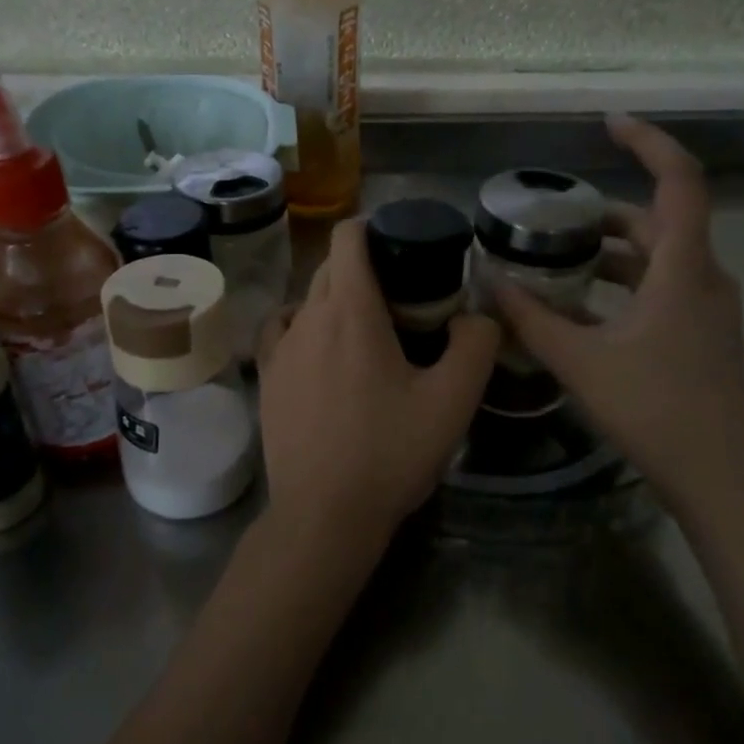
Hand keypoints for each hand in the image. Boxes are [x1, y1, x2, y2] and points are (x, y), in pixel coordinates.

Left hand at [256, 220, 498, 570]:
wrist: (323, 516)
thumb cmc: (390, 453)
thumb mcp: (453, 401)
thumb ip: (476, 344)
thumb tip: (475, 316)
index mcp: (351, 311)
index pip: (349, 237)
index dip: (374, 227)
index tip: (402, 245)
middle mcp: (307, 318)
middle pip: (331, 268)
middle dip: (365, 268)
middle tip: (403, 299)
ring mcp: (280, 349)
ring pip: (307, 300)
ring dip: (336, 300)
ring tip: (366, 330)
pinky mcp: (267, 380)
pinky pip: (282, 330)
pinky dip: (304, 325)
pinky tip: (322, 352)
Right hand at [495, 115, 743, 508]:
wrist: (719, 476)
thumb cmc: (654, 409)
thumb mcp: (580, 361)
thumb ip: (531, 319)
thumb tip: (487, 282)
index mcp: (682, 268)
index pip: (679, 180)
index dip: (647, 142)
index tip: (608, 124)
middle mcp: (704, 276)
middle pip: (661, 219)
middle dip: (609, 212)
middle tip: (557, 217)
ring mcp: (709, 306)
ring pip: (661, 257)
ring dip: (615, 251)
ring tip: (562, 259)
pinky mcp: (704, 333)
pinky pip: (664, 287)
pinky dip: (626, 282)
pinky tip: (586, 307)